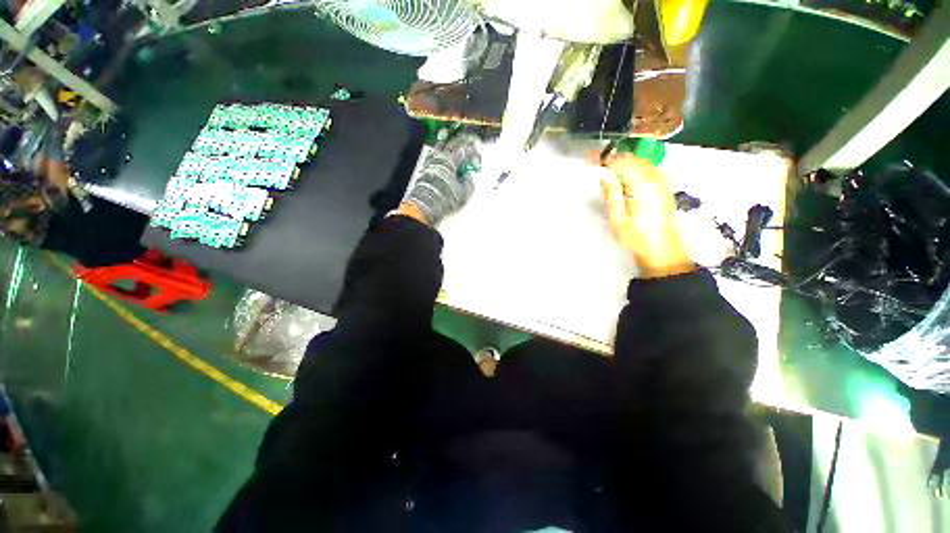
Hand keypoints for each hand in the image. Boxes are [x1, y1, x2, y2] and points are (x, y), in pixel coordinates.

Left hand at [400, 134, 481, 225]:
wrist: (424, 205)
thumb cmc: (443, 198)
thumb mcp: (462, 194)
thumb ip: (468, 184)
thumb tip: (470, 179)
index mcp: (451, 162)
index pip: (464, 151)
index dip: (472, 150)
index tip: (478, 149)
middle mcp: (440, 158)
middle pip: (452, 144)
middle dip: (461, 141)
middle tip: (467, 139)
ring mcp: (431, 161)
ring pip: (440, 146)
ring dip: (447, 141)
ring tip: (451, 137)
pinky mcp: (425, 168)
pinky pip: (433, 153)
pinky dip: (439, 149)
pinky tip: (439, 150)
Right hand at [596, 153, 693, 277]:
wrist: (661, 248)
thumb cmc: (636, 236)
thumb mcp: (617, 219)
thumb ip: (611, 195)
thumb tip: (605, 176)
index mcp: (642, 187)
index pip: (623, 163)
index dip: (607, 159)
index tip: (593, 160)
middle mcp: (655, 179)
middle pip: (634, 159)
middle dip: (616, 158)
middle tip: (599, 163)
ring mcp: (662, 182)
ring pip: (642, 162)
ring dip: (625, 162)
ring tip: (610, 170)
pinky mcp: (665, 187)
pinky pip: (650, 169)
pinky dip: (636, 168)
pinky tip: (627, 177)